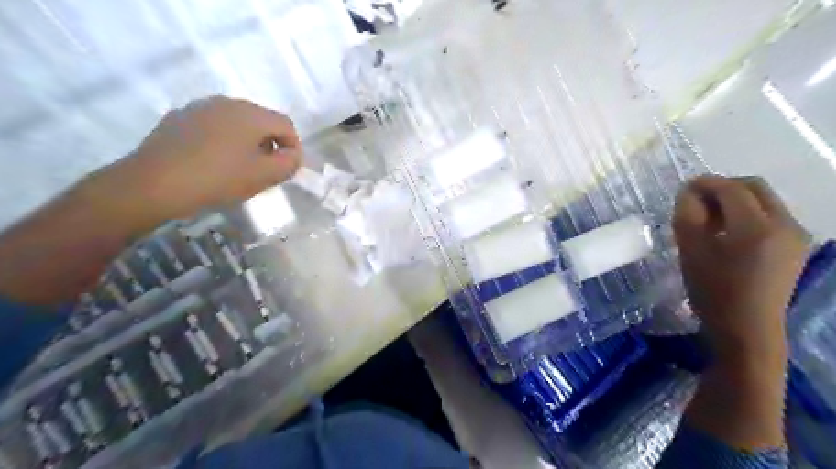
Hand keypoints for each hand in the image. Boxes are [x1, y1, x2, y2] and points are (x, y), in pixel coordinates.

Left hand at [103, 96, 299, 221]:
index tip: (287, 169)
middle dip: (270, 144)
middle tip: (265, 171)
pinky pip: (214, 126)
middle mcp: (228, 102)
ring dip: (247, 142)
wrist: (154, 184)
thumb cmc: (219, 179)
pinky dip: (223, 141)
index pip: (286, 125)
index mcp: (252, 114)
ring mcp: (200, 107)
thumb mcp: (264, 176)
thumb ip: (289, 163)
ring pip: (237, 123)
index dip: (293, 147)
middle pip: (262, 121)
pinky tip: (213, 162)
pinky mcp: (179, 118)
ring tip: (239, 168)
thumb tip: (293, 154)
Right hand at [671, 176, 810, 362]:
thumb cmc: (713, 290)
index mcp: (757, 227)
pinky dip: (747, 213)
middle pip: (754, 187)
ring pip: (764, 200)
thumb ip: (687, 216)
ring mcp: (796, 235)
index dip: (705, 183)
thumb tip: (689, 193)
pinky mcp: (796, 246)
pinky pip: (770, 216)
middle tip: (696, 200)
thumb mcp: (690, 251)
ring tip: (709, 218)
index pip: (731, 189)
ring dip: (735, 200)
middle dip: (723, 187)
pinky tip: (728, 231)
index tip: (683, 188)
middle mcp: (785, 224)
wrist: (746, 328)